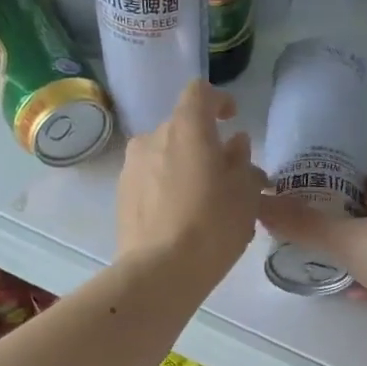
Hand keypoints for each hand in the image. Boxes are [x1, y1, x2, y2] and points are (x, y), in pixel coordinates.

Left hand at [117, 82, 265, 286]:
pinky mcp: (121, 197)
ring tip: (204, 203)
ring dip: (184, 169)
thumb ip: (242, 162)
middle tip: (226, 176)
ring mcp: (131, 168)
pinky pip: (151, 181)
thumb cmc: (212, 226)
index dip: (218, 101)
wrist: (159, 271)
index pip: (199, 93)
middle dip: (204, 146)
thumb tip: (235, 145)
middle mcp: (152, 138)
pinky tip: (182, 220)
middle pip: (182, 129)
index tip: (231, 118)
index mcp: (186, 128)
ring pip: (164, 157)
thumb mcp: (245, 194)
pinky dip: (167, 189)